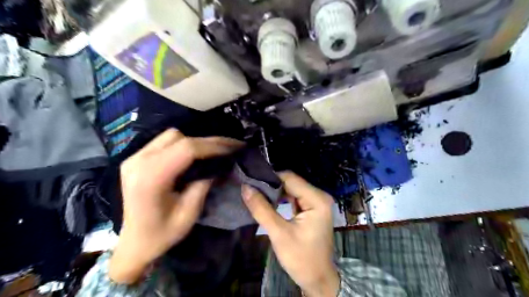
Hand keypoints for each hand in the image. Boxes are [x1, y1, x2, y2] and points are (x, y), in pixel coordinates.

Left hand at [112, 129, 243, 284]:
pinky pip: (164, 142)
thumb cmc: (162, 234)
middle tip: (229, 148)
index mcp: (150, 178)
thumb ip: (204, 183)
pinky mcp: (136, 158)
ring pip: (171, 136)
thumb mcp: (190, 212)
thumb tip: (220, 164)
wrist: (134, 243)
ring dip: (194, 142)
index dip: (213, 145)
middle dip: (207, 142)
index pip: (187, 149)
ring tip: (213, 152)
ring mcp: (134, 157)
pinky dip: (183, 145)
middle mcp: (138, 161)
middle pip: (179, 137)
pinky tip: (195, 155)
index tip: (234, 148)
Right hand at [242, 172, 340, 296]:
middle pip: (291, 182)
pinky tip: (268, 201)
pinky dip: (281, 199)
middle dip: (271, 186)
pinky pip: (294, 197)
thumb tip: (245, 187)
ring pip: (291, 189)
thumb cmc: (301, 258)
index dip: (270, 178)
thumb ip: (261, 209)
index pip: (290, 178)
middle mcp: (319, 196)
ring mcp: (316, 202)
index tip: (251, 181)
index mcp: (317, 199)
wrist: (317, 279)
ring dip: (275, 192)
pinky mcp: (312, 209)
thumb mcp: (279, 233)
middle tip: (251, 188)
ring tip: (256, 194)